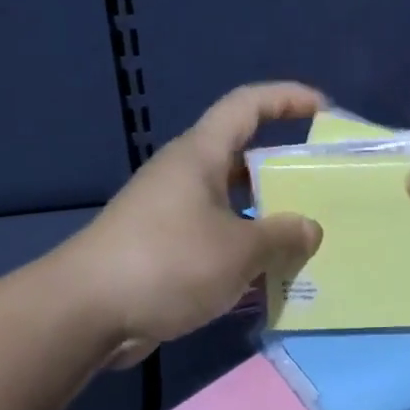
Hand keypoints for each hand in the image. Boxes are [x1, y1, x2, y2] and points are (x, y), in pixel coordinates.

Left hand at [68, 83, 325, 366]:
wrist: (86, 312)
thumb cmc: (167, 262)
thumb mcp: (238, 250)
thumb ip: (282, 236)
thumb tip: (309, 229)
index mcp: (201, 155)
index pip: (246, 104)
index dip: (287, 98)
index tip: (323, 109)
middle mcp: (185, 175)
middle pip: (243, 157)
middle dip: (284, 170)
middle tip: (323, 189)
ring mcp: (171, 213)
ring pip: (232, 204)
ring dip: (266, 219)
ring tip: (305, 239)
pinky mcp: (163, 249)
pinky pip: (216, 238)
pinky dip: (243, 251)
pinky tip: (268, 278)